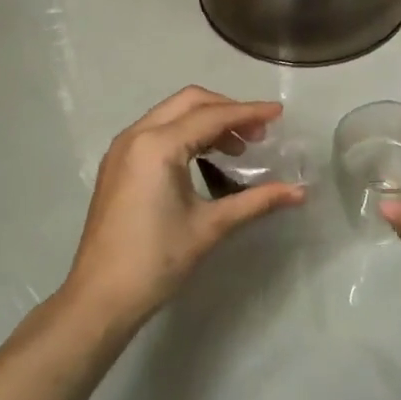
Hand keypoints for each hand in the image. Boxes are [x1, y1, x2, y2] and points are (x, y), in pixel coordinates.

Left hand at [60, 87, 304, 336]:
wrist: (101, 297)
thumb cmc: (156, 260)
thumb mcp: (210, 227)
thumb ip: (256, 202)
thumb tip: (300, 192)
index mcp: (158, 146)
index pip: (212, 116)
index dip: (249, 113)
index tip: (279, 114)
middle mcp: (136, 136)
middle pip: (189, 102)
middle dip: (227, 110)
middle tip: (258, 134)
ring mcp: (122, 150)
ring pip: (171, 115)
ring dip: (206, 122)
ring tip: (237, 149)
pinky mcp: (117, 166)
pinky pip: (156, 132)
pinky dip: (185, 134)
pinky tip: (205, 159)